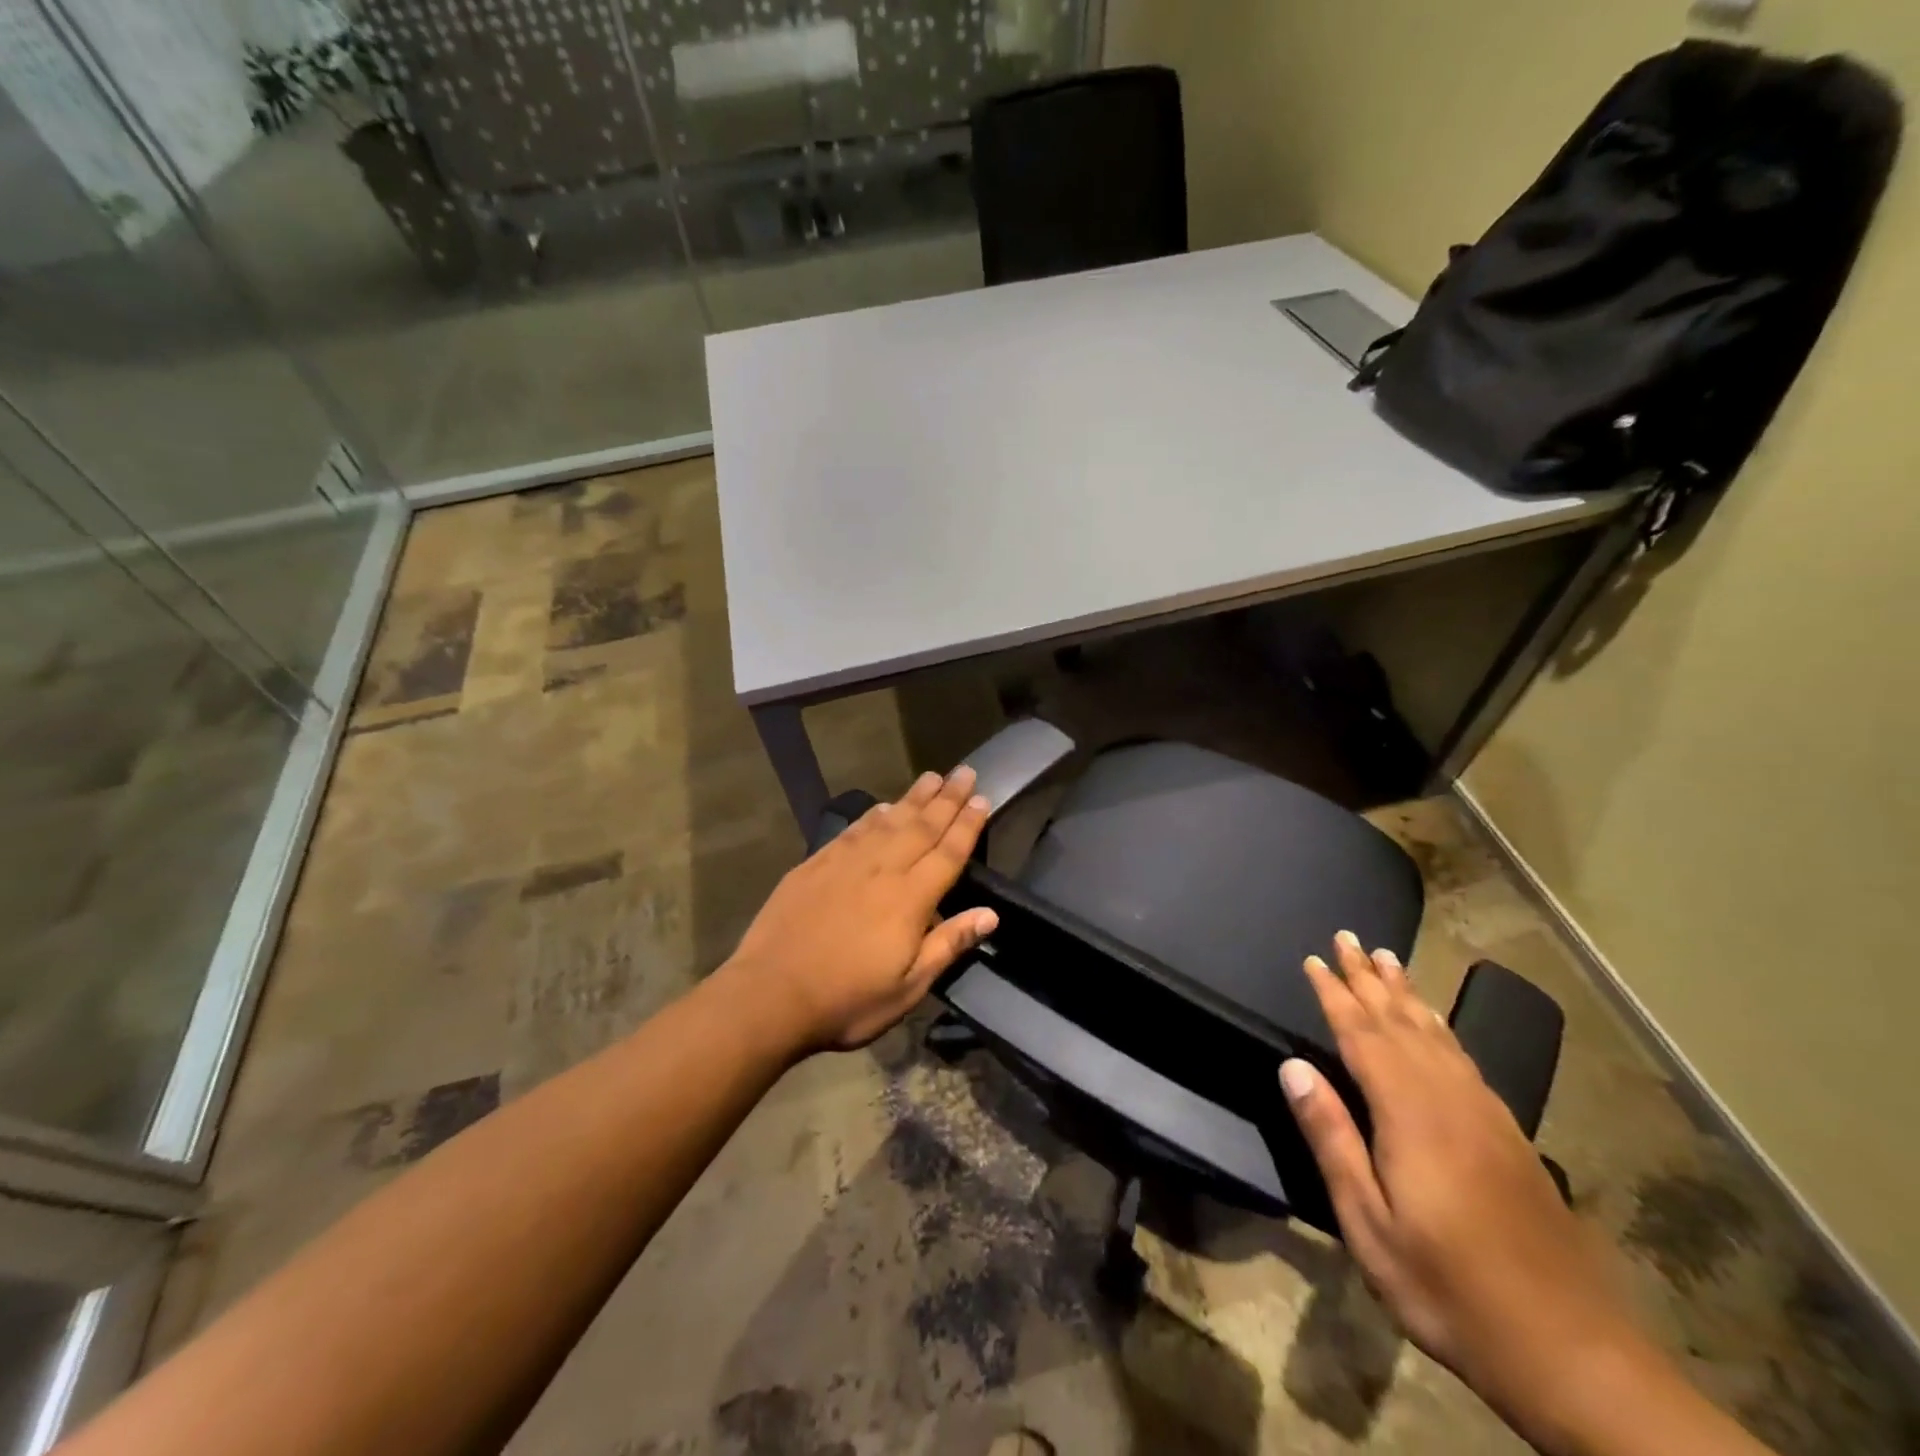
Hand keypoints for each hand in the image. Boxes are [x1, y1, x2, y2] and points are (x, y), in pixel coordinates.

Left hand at [723, 767, 997, 1052]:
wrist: (770, 995)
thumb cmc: (847, 1000)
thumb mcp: (908, 988)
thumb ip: (948, 945)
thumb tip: (990, 914)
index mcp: (910, 899)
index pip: (948, 853)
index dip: (968, 825)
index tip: (982, 799)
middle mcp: (882, 870)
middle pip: (922, 827)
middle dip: (947, 799)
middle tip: (965, 772)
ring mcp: (846, 863)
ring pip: (888, 821)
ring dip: (913, 798)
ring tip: (932, 777)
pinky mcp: (816, 865)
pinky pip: (853, 830)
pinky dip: (872, 816)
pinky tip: (881, 807)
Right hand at [1280, 932, 1646, 1443]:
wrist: (1571, 1352)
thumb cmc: (1449, 1288)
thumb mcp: (1369, 1224)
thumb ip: (1331, 1138)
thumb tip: (1293, 1067)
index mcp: (1410, 1114)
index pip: (1362, 1035)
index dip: (1335, 994)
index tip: (1314, 959)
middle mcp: (1449, 1098)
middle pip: (1401, 1021)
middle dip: (1369, 978)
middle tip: (1348, 937)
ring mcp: (1486, 1115)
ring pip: (1437, 1034)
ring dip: (1407, 993)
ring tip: (1388, 959)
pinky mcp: (1509, 1135)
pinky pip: (1463, 1058)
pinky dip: (1441, 1027)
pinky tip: (1435, 1024)